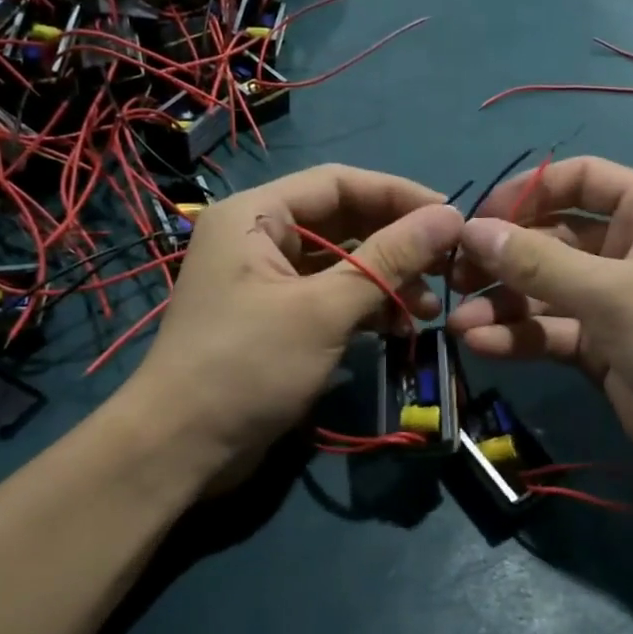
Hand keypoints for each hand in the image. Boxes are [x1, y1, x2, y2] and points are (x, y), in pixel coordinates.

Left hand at [129, 165, 462, 493]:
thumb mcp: (324, 309)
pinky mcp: (277, 318)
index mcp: (256, 215)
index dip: (398, 195)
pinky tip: (402, 326)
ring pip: (342, 263)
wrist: (180, 450)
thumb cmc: (247, 365)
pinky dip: (367, 307)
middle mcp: (259, 237)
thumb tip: (451, 217)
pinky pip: (331, 296)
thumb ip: (389, 259)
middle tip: (449, 264)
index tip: (452, 216)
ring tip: (432, 307)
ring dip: (387, 279)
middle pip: (343, 221)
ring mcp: (267, 280)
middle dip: (397, 242)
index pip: (339, 183)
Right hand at [447, 157, 632, 485]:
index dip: (528, 192)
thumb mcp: (613, 293)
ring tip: (460, 321)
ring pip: (546, 289)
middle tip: (456, 274)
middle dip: (505, 257)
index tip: (478, 217)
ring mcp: (615, 301)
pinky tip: (482, 344)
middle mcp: (631, 249)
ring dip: (504, 303)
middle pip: (554, 237)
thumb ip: (539, 261)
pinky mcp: (602, 347)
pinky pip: (552, 330)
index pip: (582, 179)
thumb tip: (473, 230)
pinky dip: (520, 336)